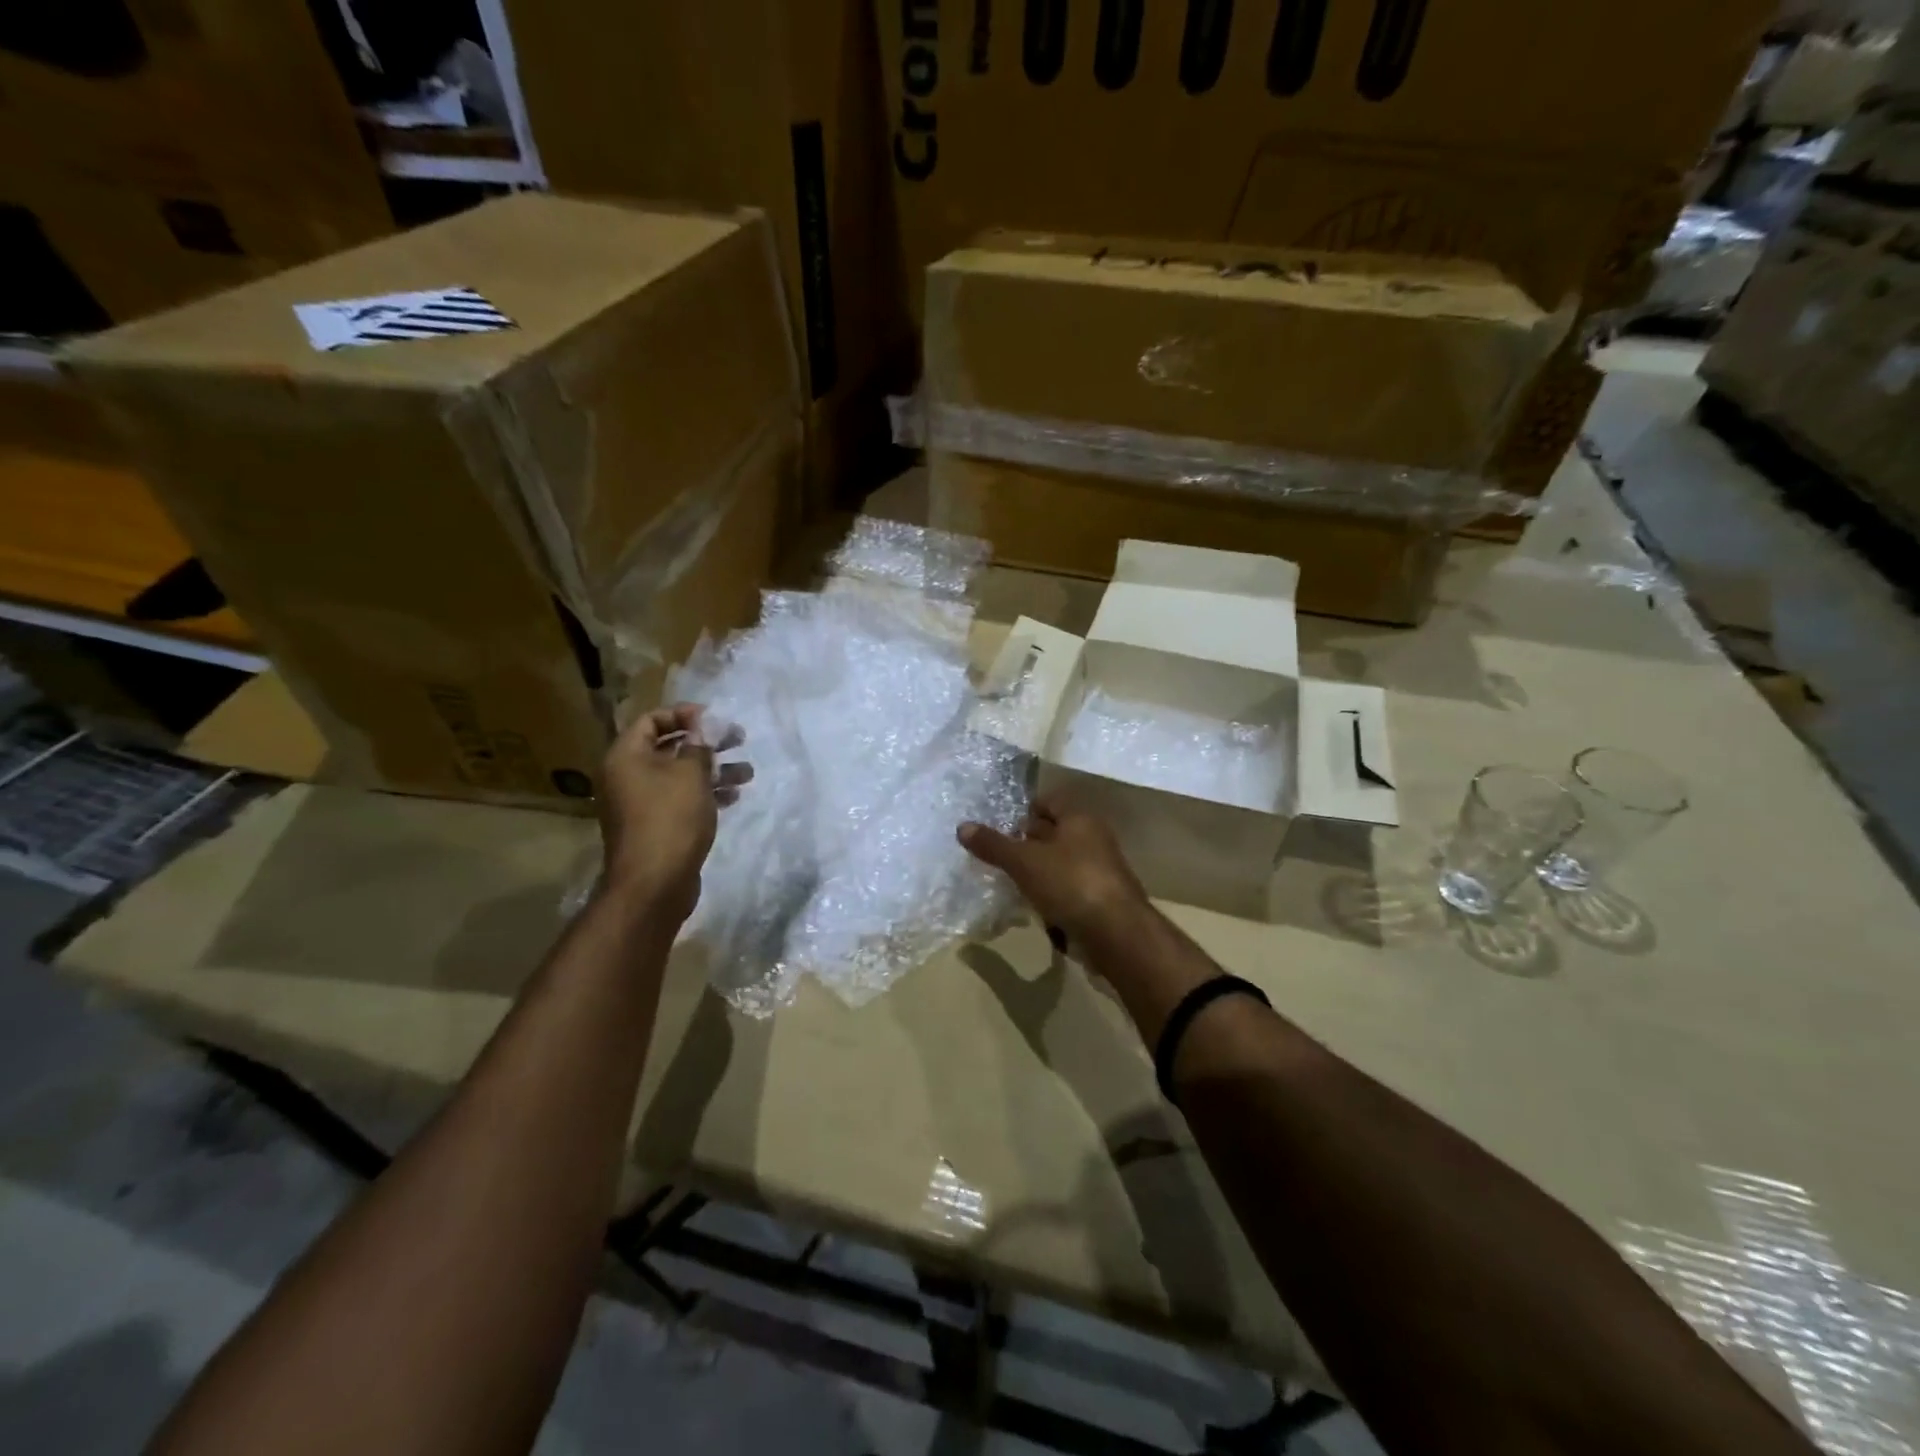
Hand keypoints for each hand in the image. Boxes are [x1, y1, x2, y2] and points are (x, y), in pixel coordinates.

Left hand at [598, 705, 751, 923]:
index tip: (715, 718)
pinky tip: (732, 797)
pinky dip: (705, 794)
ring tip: (747, 772)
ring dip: (713, 770)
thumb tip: (703, 728)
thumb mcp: (691, 774)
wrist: (653, 883)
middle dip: (706, 743)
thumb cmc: (670, 818)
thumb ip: (700, 745)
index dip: (684, 714)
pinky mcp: (655, 825)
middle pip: (668, 747)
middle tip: (738, 739)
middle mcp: (627, 776)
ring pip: (679, 775)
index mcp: (626, 756)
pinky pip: (680, 799)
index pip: (652, 720)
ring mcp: (640, 803)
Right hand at [958, 793, 1148, 944]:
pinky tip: (1031, 907)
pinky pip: (1067, 890)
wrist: (1116, 935)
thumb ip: (994, 845)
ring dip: (1036, 872)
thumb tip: (962, 826)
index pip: (1048, 801)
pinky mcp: (1099, 901)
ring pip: (1059, 864)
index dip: (1023, 809)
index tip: (998, 825)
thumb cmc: (1070, 884)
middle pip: (1054, 832)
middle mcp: (1093, 839)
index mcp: (1080, 819)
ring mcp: (1099, 871)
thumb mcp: (1024, 862)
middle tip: (995, 853)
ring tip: (1007, 881)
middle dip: (1026, 842)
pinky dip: (1049, 895)